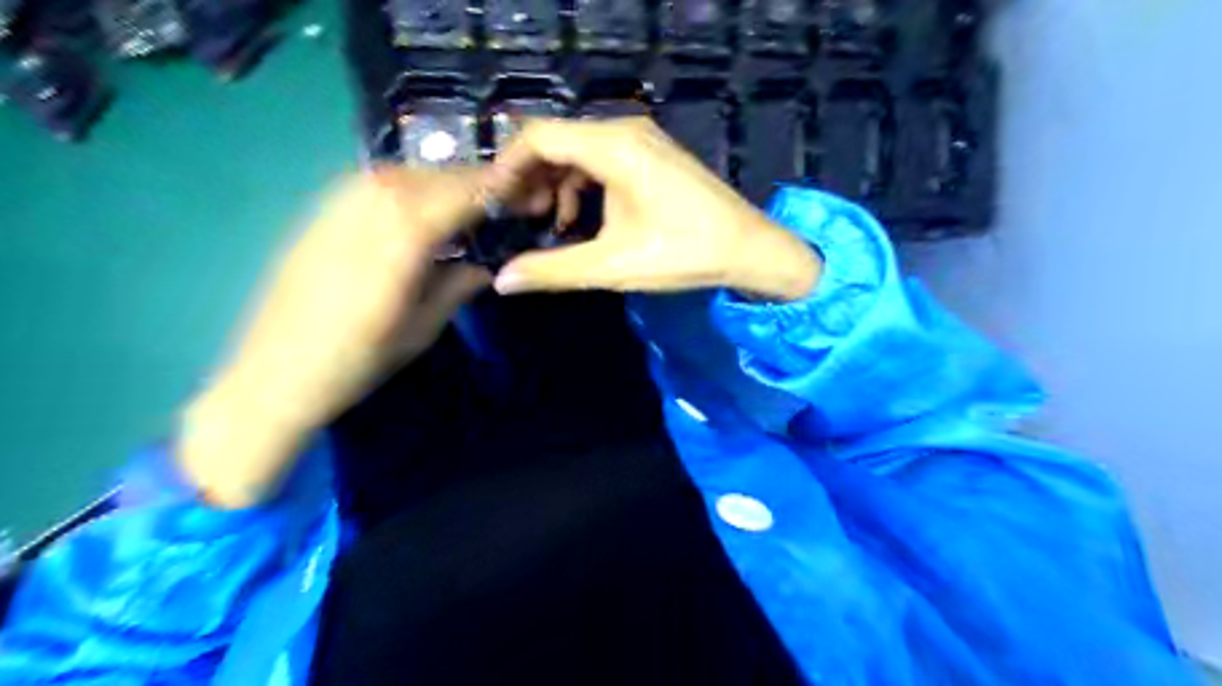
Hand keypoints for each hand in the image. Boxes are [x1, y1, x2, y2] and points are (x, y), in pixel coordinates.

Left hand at [177, 170, 490, 505]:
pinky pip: (372, 182)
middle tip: (503, 194)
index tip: (525, 192)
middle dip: (472, 180)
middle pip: (431, 177)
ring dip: (440, 179)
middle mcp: (367, 208)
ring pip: (401, 173)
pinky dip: (407, 184)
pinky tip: (417, 203)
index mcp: (400, 240)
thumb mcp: (422, 328)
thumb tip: (487, 264)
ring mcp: (336, 206)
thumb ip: (458, 286)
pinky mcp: (317, 214)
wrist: (273, 374)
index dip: (496, 189)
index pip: (460, 195)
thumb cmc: (357, 361)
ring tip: (466, 196)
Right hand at [487, 118, 818, 302]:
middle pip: (556, 141)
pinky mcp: (652, 153)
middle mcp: (625, 130)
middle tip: (519, 218)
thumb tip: (502, 280)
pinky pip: (601, 158)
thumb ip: (552, 270)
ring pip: (578, 150)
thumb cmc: (684, 253)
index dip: (507, 168)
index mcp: (612, 146)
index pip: (537, 137)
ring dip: (557, 183)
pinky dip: (583, 184)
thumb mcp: (612, 266)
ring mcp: (642, 139)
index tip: (494, 203)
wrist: (749, 248)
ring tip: (551, 223)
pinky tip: (582, 217)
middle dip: (531, 178)